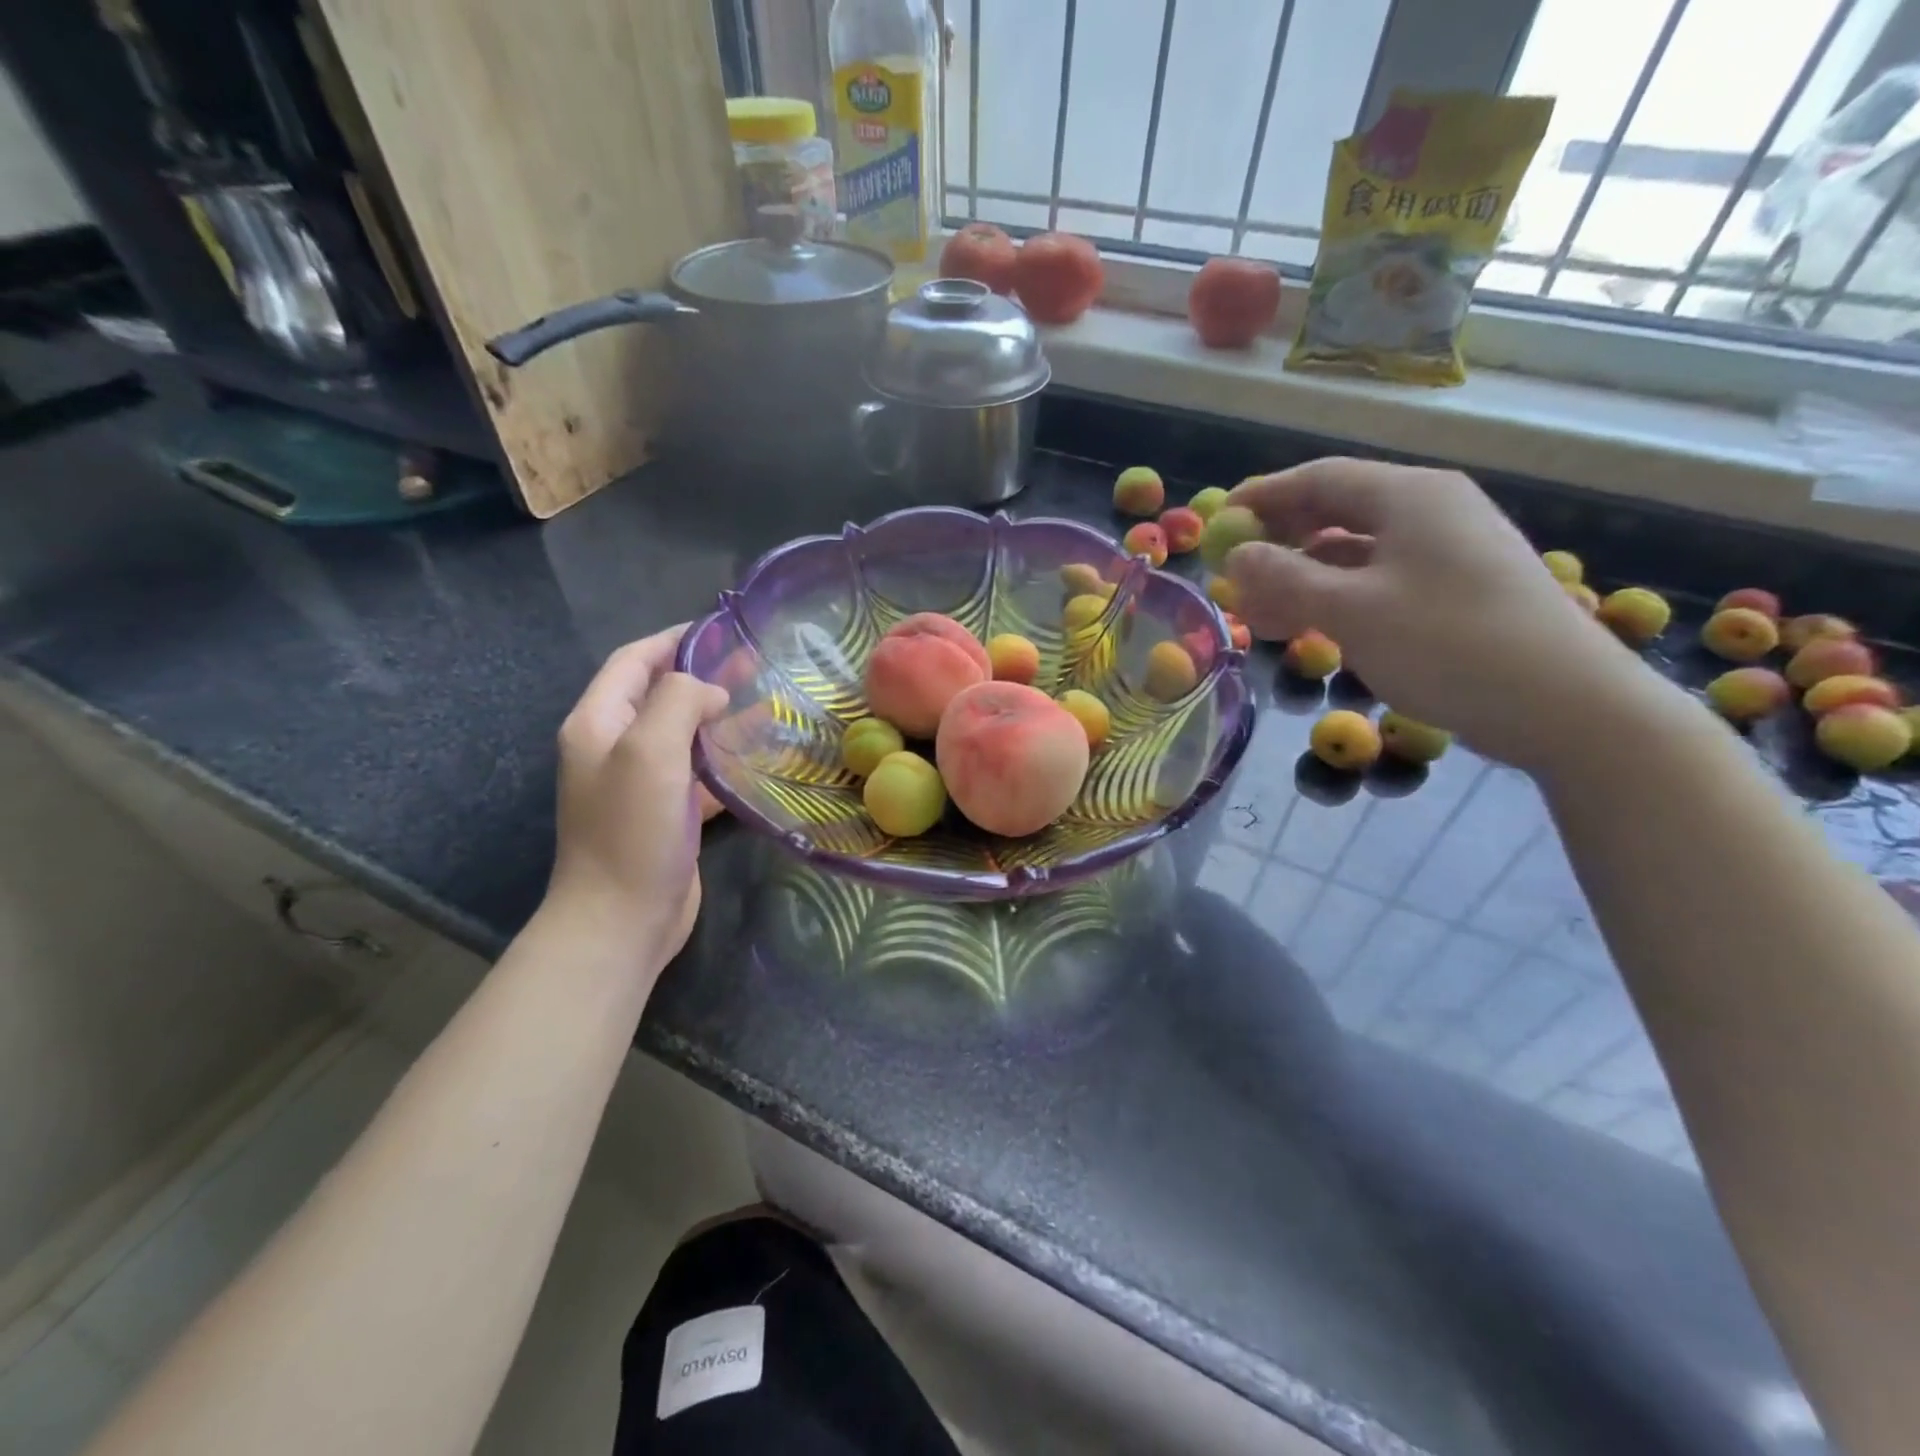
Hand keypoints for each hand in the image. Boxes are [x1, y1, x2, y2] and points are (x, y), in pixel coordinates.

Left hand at [548, 627, 728, 974]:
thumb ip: (678, 701)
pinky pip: (699, 773)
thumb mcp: (649, 751)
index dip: (673, 640)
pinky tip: (761, 757)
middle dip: (704, 676)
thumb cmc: (632, 830)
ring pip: (685, 734)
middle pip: (662, 695)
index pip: (633, 661)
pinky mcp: (669, 813)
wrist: (622, 919)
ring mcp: (642, 783)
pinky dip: (726, 759)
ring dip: (720, 717)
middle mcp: (615, 747)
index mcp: (598, 723)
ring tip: (767, 702)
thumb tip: (710, 693)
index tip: (721, 630)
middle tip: (755, 664)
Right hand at [1225, 457, 1674, 772]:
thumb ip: (1286, 578)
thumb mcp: (1353, 610)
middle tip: (1235, 576)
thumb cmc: (1449, 644)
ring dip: (1301, 579)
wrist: (1566, 706)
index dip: (1263, 497)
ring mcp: (1447, 552)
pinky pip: (1377, 581)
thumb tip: (1237, 556)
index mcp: (1409, 496)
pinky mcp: (1455, 591)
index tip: (1218, 521)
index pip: (1319, 479)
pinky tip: (1308, 629)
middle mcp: (1430, 512)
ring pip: (1353, 554)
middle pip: (1335, 513)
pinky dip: (1336, 599)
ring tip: (1258, 615)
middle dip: (1279, 543)